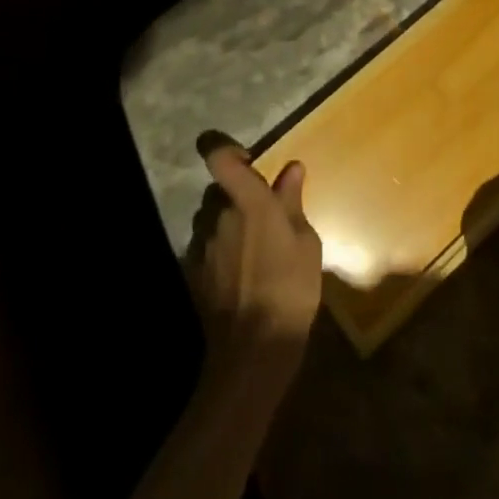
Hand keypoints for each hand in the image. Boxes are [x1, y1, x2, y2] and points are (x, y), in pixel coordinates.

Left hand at [192, 145, 322, 383]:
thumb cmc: (290, 289)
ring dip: (226, 225)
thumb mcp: (306, 243)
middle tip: (261, 218)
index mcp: (247, 200)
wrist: (253, 350)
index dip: (223, 148)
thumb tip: (291, 169)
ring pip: (211, 219)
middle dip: (235, 197)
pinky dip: (218, 252)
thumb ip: (292, 202)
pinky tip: (237, 275)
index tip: (242, 157)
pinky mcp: (192, 272)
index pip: (219, 157)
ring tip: (251, 251)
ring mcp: (202, 244)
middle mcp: (218, 214)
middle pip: (219, 191)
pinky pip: (204, 247)